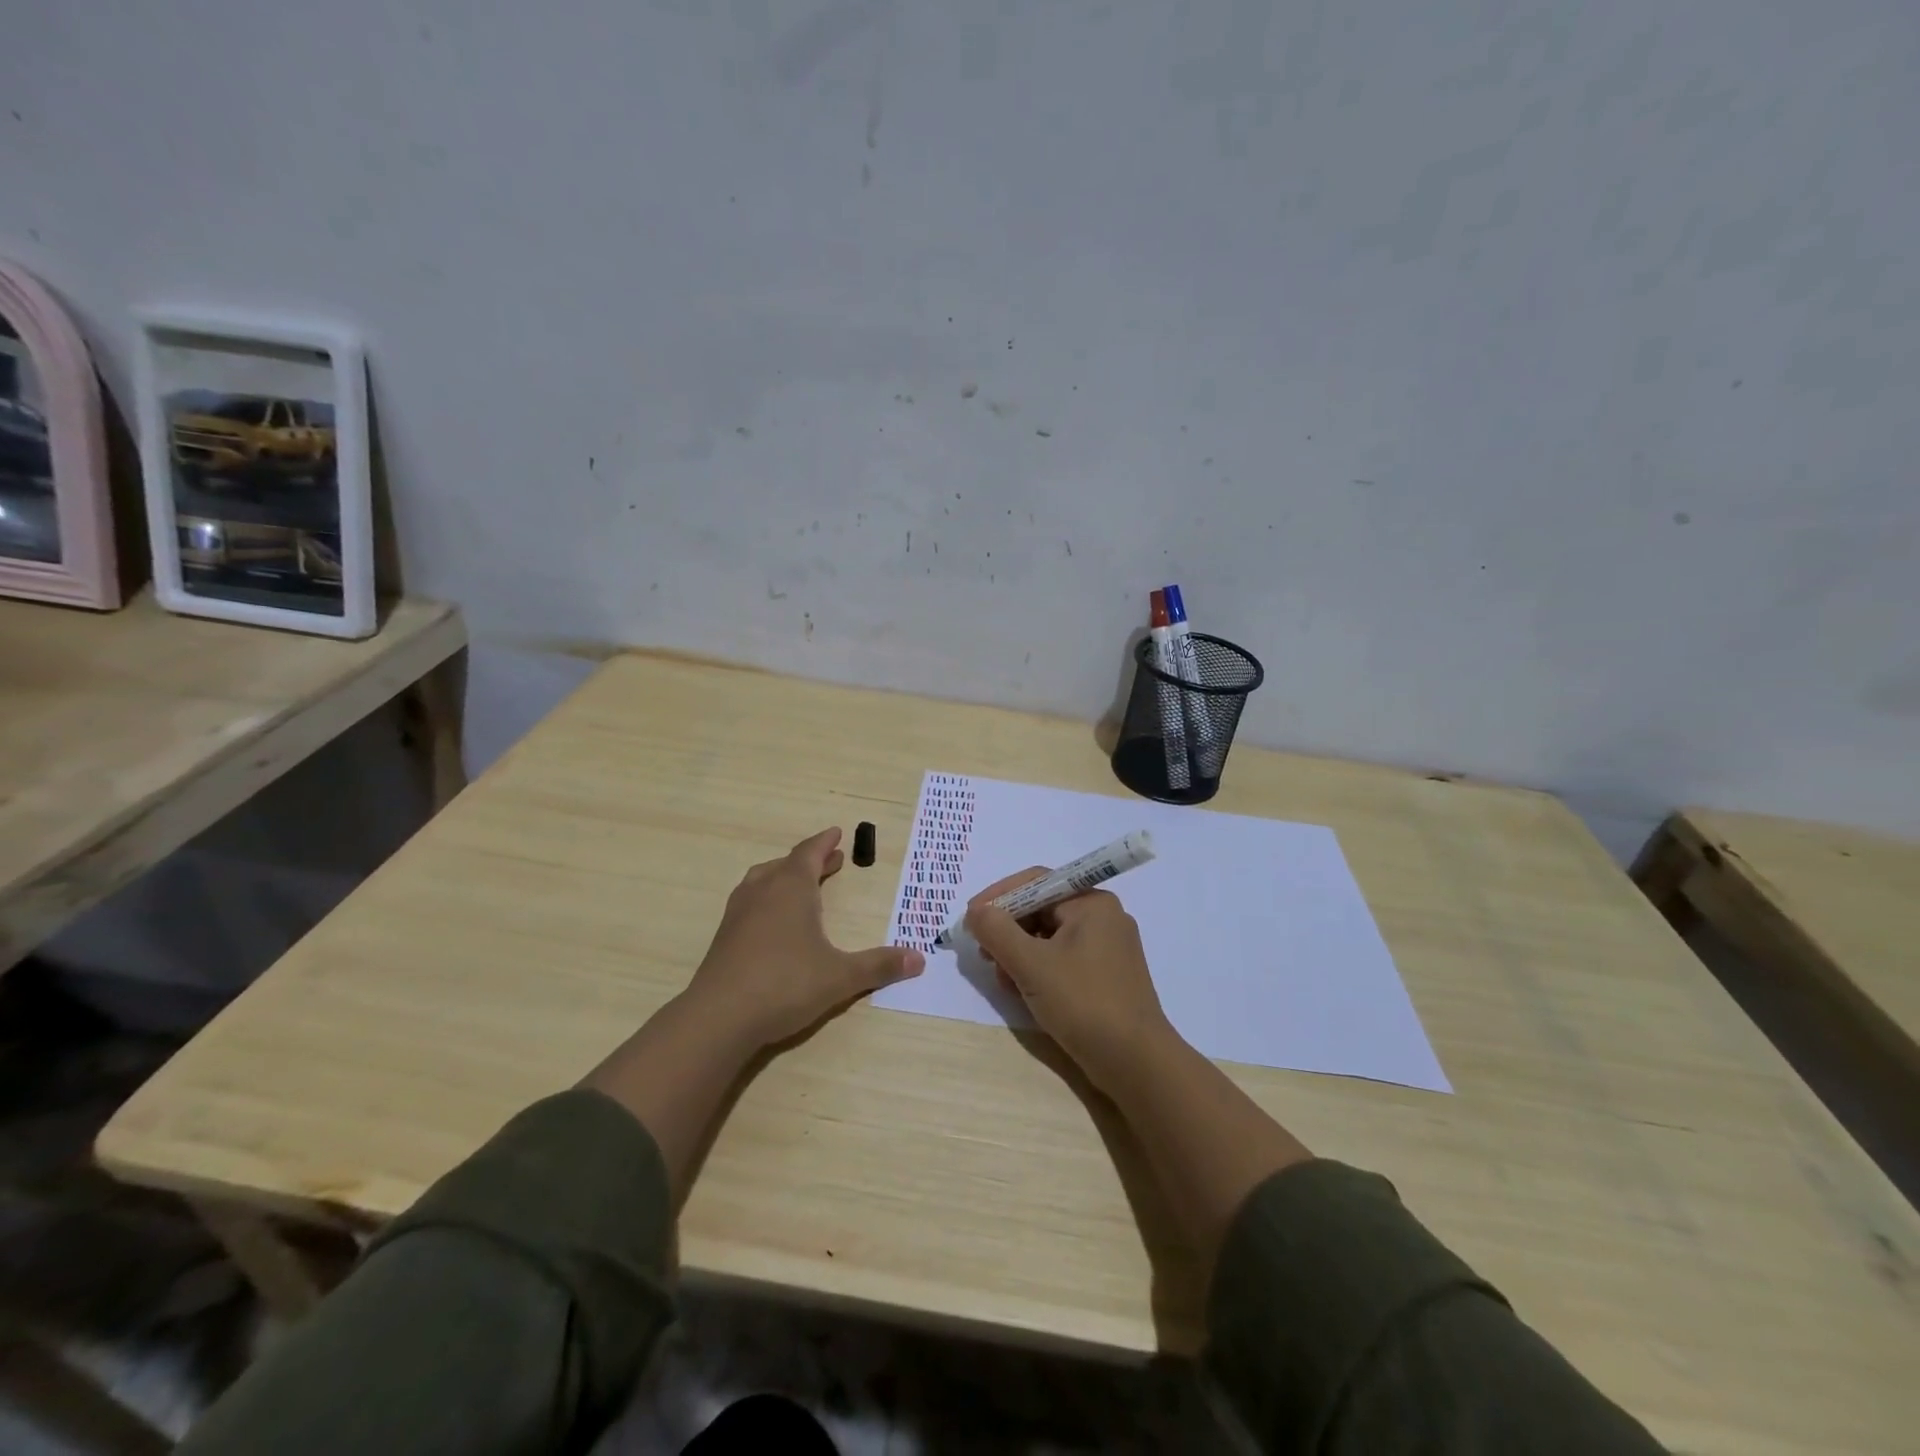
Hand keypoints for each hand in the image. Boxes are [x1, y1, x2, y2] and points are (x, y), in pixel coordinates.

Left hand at [684, 827, 923, 1048]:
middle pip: (786, 864)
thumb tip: (919, 959)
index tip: (836, 833)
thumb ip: (879, 965)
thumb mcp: (841, 976)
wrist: (720, 1017)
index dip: (824, 843)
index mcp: (792, 888)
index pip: (809, 853)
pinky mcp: (723, 938)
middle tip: (830, 860)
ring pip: (762, 880)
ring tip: (799, 884)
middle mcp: (763, 892)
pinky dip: (766, 899)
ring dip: (784, 876)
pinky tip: (772, 921)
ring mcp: (738, 914)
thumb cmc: (786, 984)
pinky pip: (749, 903)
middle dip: (810, 860)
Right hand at [965, 869, 1176, 1095]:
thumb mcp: (1031, 964)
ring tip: (1003, 981)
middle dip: (1008, 931)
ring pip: (1049, 938)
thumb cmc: (1083, 1002)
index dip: (998, 897)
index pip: (1035, 882)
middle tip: (984, 955)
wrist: (1136, 1063)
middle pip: (1041, 910)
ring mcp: (1107, 948)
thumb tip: (976, 912)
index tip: (970, 919)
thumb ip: (997, 931)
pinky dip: (1039, 970)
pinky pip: (1063, 960)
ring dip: (1020, 954)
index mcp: (1091, 903)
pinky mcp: (1106, 977)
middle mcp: (1103, 917)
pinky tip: (1024, 993)